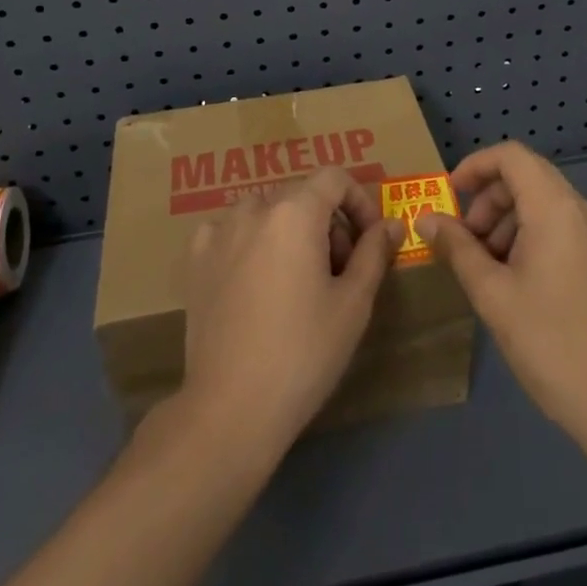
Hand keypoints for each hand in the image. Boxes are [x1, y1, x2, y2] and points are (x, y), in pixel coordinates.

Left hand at [180, 169, 404, 455]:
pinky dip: (252, 244)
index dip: (359, 202)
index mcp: (294, 212)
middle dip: (328, 223)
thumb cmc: (303, 353)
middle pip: (301, 195)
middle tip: (340, 272)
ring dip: (291, 232)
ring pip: (266, 212)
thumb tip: (391, 224)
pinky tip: (256, 283)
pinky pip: (232, 232)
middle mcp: (253, 209)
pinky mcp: (195, 259)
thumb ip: (374, 253)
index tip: (369, 241)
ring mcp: (218, 232)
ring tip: (299, 281)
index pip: (334, 178)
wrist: (230, 408)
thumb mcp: (353, 304)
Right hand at [416, 141, 586, 453]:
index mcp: (555, 208)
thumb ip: (456, 248)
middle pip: (526, 176)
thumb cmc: (550, 342)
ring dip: (504, 218)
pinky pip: (556, 225)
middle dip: (487, 198)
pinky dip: (526, 234)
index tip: (449, 196)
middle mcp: (579, 210)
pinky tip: (511, 277)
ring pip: (540, 202)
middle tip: (463, 239)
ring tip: (483, 264)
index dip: (475, 165)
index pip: (512, 156)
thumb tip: (425, 219)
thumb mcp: (492, 294)